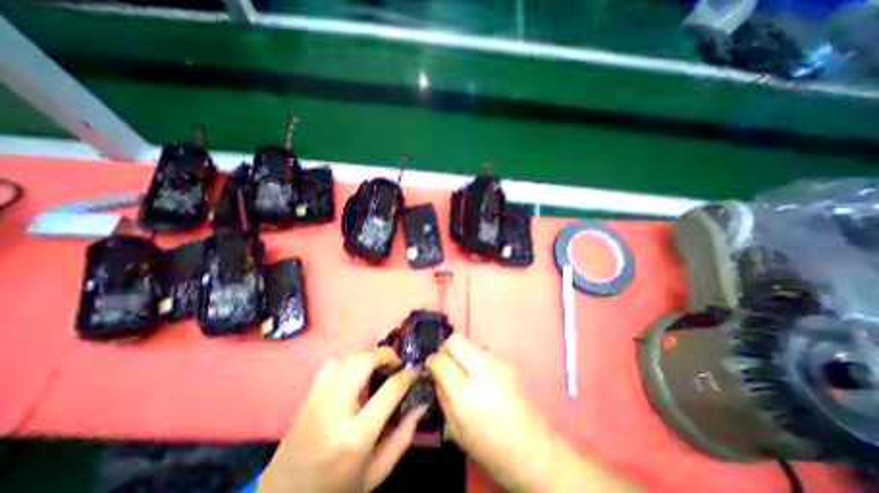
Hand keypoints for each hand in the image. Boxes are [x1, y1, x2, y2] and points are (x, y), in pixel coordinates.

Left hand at [258, 346, 426, 492]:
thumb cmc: (336, 491)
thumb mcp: (376, 473)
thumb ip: (403, 437)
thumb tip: (421, 404)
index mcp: (356, 435)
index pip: (390, 389)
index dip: (407, 375)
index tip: (415, 371)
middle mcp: (335, 411)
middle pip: (364, 362)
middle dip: (385, 354)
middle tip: (396, 363)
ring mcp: (317, 401)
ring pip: (348, 359)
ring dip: (368, 356)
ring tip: (379, 366)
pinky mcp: (307, 398)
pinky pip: (331, 366)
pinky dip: (348, 362)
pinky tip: (355, 373)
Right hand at [424, 336, 555, 492]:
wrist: (532, 449)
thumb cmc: (489, 446)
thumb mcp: (455, 428)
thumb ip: (442, 395)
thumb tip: (436, 372)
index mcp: (465, 392)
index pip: (441, 360)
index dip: (432, 361)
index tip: (431, 366)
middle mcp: (482, 369)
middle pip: (455, 340)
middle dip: (445, 349)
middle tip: (446, 365)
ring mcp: (498, 361)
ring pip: (469, 342)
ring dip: (461, 353)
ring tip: (465, 373)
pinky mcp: (507, 361)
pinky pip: (483, 351)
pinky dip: (475, 358)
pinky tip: (481, 377)